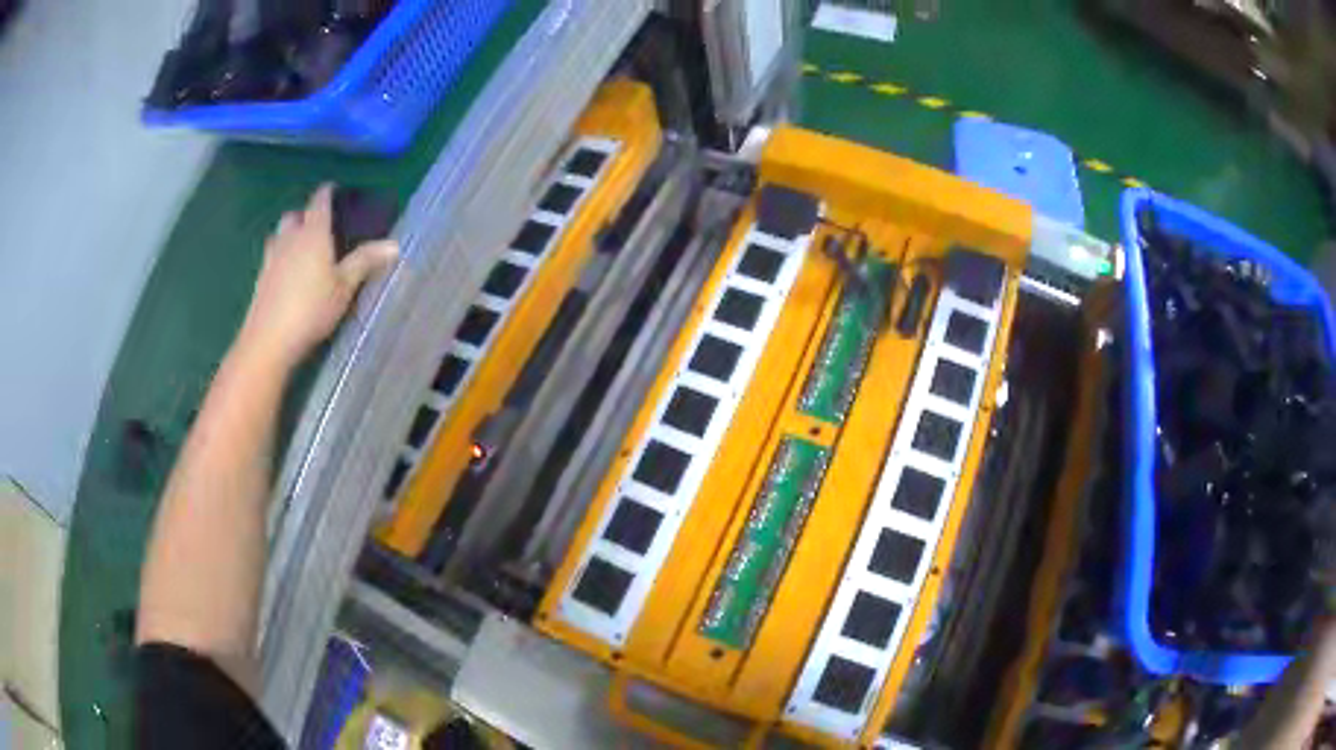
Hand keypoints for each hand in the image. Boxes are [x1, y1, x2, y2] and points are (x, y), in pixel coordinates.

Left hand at [239, 185, 397, 370]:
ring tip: (301, 248)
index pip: (319, 201)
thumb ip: (365, 262)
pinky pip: (271, 256)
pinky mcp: (260, 278)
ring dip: (289, 234)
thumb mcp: (344, 287)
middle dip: (305, 215)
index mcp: (313, 233)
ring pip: (279, 234)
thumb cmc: (311, 309)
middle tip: (318, 226)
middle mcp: (289, 238)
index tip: (334, 190)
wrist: (269, 340)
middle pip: (294, 215)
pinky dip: (280, 256)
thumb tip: (394, 245)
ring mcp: (271, 257)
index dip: (327, 193)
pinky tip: (287, 273)